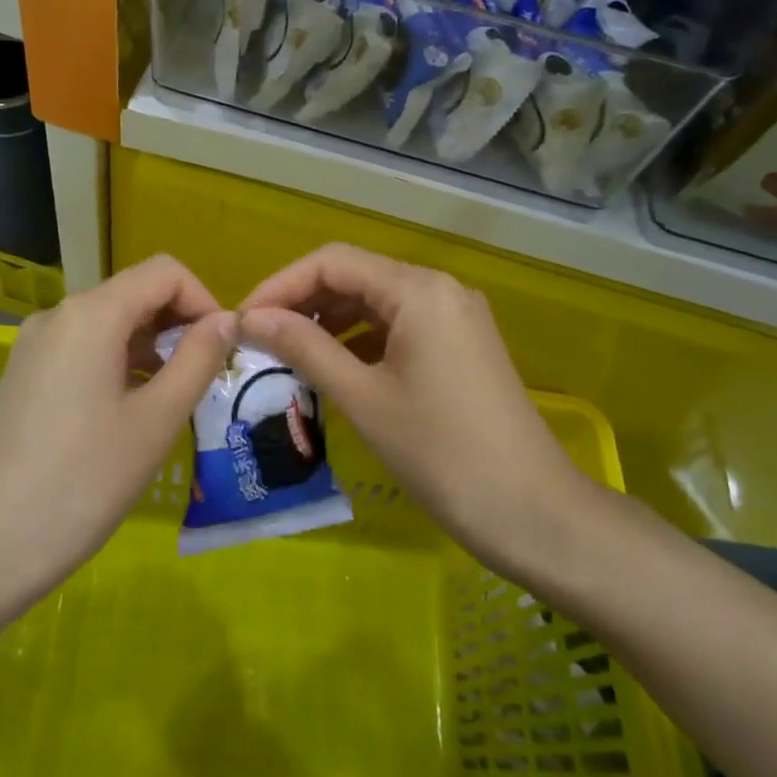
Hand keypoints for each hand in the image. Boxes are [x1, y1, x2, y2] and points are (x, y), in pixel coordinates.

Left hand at [0, 256, 233, 615]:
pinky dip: (120, 364)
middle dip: (179, 325)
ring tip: (175, 400)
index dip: (203, 300)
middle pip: (135, 293)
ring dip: (152, 347)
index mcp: (91, 314)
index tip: (222, 351)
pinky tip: (133, 411)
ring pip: (111, 323)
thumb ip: (197, 361)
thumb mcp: (154, 422)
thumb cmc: (79, 484)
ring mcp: (35, 345)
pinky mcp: (24, 375)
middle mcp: (59, 315)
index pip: (164, 272)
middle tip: (206, 380)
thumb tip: (226, 320)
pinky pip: (85, 349)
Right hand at [238, 244, 589, 581]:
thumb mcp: (363, 398)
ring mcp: (455, 316)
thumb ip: (304, 348)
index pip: (332, 262)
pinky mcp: (461, 344)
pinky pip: (399, 325)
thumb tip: (250, 318)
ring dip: (330, 321)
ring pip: (376, 301)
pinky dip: (361, 339)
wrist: (533, 513)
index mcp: (418, 290)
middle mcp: (439, 288)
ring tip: (287, 354)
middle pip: (355, 276)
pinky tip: (334, 366)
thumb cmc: (441, 453)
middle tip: (259, 339)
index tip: (243, 320)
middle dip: (303, 302)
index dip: (281, 285)